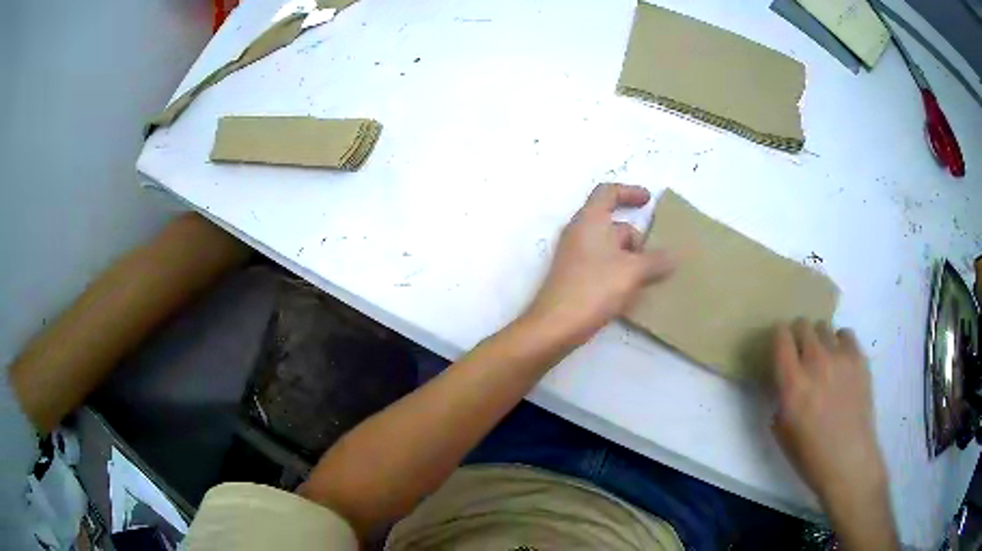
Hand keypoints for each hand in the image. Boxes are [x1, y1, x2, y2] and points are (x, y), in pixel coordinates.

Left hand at [523, 184, 675, 344]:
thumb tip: (673, 257)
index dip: (629, 192)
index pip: (607, 192)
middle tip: (655, 259)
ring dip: (630, 259)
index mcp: (589, 220)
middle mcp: (579, 233)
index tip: (649, 200)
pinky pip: (602, 266)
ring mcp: (574, 257)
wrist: (555, 326)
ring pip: (609, 248)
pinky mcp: (574, 278)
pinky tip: (632, 294)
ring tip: (650, 279)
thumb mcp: (632, 271)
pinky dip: (619, 272)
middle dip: (636, 238)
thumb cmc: (594, 288)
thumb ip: (656, 261)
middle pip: (612, 224)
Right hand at [772, 320, 887, 508]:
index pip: (781, 337)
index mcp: (792, 383)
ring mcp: (840, 357)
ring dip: (819, 339)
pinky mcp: (859, 358)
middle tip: (800, 353)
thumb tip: (783, 380)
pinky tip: (840, 361)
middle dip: (798, 335)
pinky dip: (839, 342)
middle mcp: (816, 362)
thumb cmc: (810, 454)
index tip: (779, 345)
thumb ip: (780, 397)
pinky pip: (845, 334)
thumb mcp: (782, 430)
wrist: (848, 460)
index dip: (778, 336)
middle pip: (803, 324)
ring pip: (824, 327)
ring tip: (823, 358)